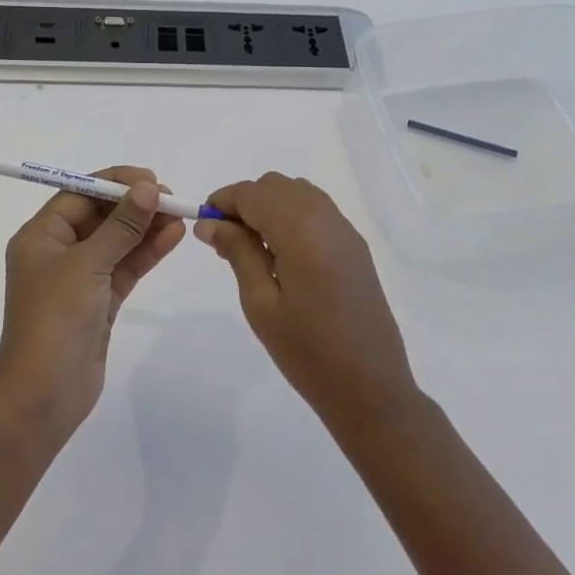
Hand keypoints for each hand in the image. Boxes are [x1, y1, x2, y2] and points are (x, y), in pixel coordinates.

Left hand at [0, 167, 185, 437]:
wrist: (43, 394)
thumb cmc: (55, 318)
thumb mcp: (88, 264)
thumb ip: (121, 225)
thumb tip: (148, 189)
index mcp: (41, 235)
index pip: (79, 194)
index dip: (114, 183)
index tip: (150, 179)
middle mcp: (58, 251)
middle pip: (100, 216)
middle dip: (135, 204)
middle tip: (171, 198)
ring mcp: (80, 277)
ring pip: (117, 241)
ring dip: (146, 227)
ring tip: (180, 214)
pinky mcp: (99, 301)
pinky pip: (125, 267)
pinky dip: (147, 252)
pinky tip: (173, 237)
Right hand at [196, 173, 419, 433]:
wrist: (371, 389)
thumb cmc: (308, 352)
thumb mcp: (261, 303)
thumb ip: (237, 252)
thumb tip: (209, 223)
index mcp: (300, 230)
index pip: (252, 193)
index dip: (223, 200)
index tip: (203, 224)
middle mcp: (325, 219)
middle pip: (275, 186)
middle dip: (245, 202)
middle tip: (225, 240)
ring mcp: (345, 230)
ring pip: (298, 193)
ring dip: (270, 205)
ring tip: (253, 247)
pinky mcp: (355, 246)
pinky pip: (317, 210)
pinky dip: (292, 215)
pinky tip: (282, 253)